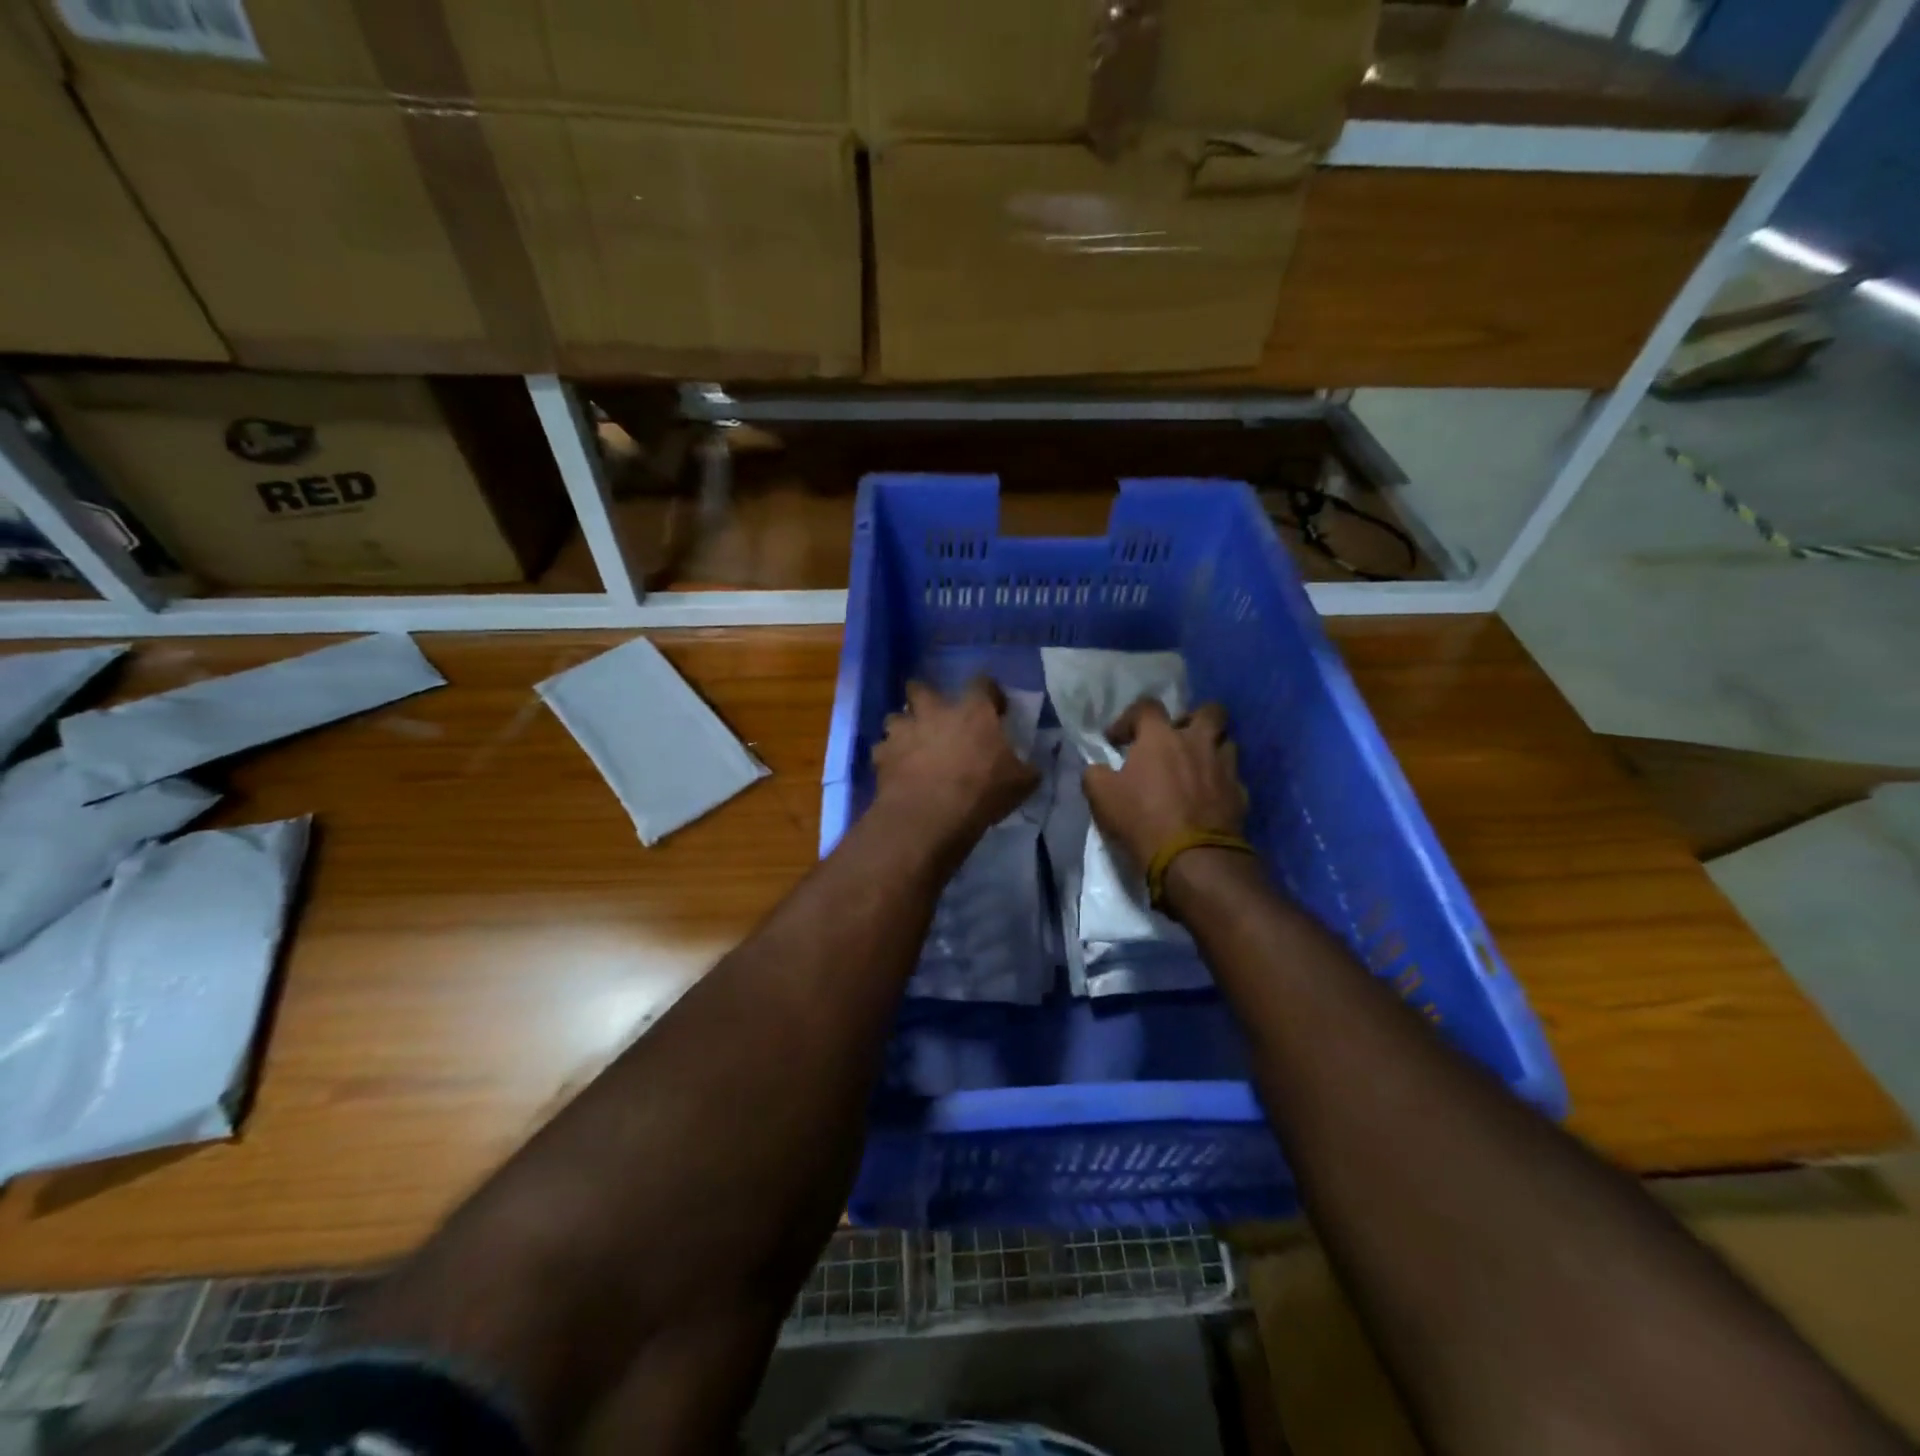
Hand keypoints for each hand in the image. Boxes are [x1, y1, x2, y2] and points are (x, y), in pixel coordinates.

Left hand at [872, 679, 1039, 851]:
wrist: (931, 813)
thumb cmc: (981, 791)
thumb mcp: (1020, 783)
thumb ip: (1026, 770)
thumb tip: (1032, 769)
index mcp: (973, 711)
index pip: (982, 683)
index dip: (989, 692)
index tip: (994, 706)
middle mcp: (934, 711)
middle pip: (920, 687)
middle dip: (923, 696)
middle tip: (932, 713)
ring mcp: (903, 731)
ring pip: (894, 717)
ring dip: (902, 728)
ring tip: (909, 744)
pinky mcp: (882, 755)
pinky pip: (882, 750)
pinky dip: (887, 758)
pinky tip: (894, 771)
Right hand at [1082, 698, 1247, 870]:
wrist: (1193, 858)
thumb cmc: (1142, 820)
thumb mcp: (1101, 797)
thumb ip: (1095, 774)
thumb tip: (1098, 769)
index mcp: (1161, 737)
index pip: (1147, 706)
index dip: (1129, 719)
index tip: (1117, 742)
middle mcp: (1197, 742)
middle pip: (1209, 711)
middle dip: (1193, 719)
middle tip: (1175, 739)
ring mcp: (1224, 767)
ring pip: (1227, 741)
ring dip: (1211, 749)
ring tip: (1195, 767)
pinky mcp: (1240, 794)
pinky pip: (1233, 777)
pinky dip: (1221, 782)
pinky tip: (1208, 798)